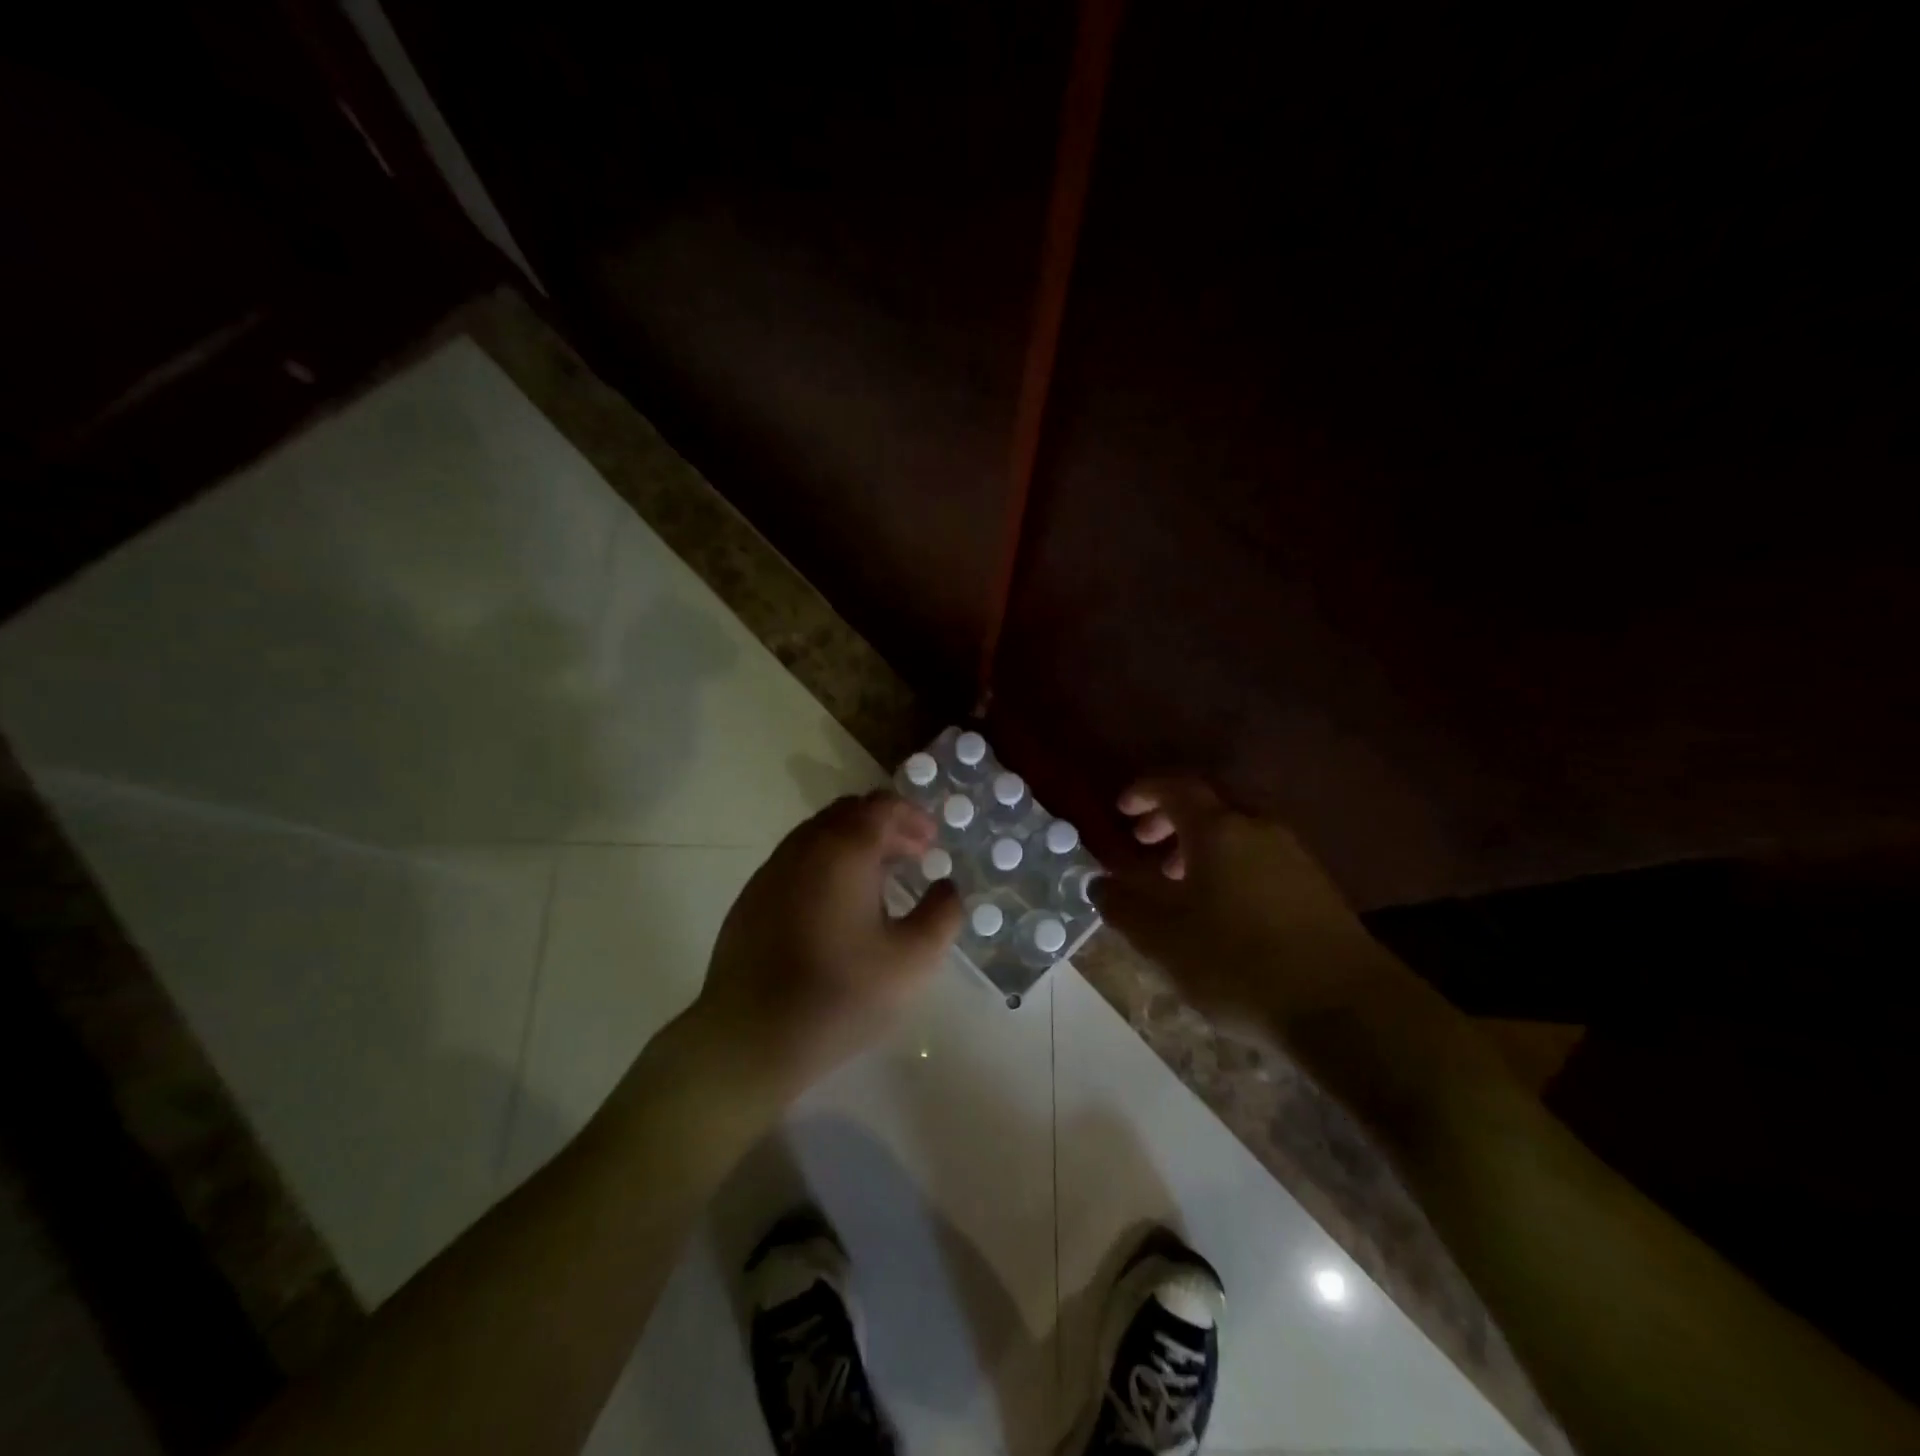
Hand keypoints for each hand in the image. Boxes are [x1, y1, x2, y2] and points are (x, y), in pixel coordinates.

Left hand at [691, 790, 962, 1098]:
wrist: (749, 1038)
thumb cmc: (840, 995)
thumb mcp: (913, 960)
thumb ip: (942, 915)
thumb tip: (946, 887)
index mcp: (844, 850)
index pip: (881, 806)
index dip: (912, 816)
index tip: (932, 843)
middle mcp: (803, 848)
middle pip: (848, 813)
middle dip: (886, 826)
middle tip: (913, 857)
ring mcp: (771, 871)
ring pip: (819, 835)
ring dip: (854, 845)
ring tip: (879, 882)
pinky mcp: (751, 899)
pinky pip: (796, 862)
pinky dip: (826, 865)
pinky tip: (837, 908)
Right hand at [1090, 776, 1384, 1016]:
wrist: (1347, 1010)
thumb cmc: (1239, 963)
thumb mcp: (1163, 939)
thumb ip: (1123, 904)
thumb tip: (1099, 882)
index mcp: (1219, 829)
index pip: (1175, 788)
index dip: (1144, 792)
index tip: (1122, 810)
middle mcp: (1258, 829)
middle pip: (1210, 805)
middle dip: (1171, 818)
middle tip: (1144, 842)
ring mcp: (1294, 856)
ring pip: (1237, 833)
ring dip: (1201, 846)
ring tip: (1177, 882)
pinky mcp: (1316, 887)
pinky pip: (1260, 858)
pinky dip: (1230, 866)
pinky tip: (1221, 909)